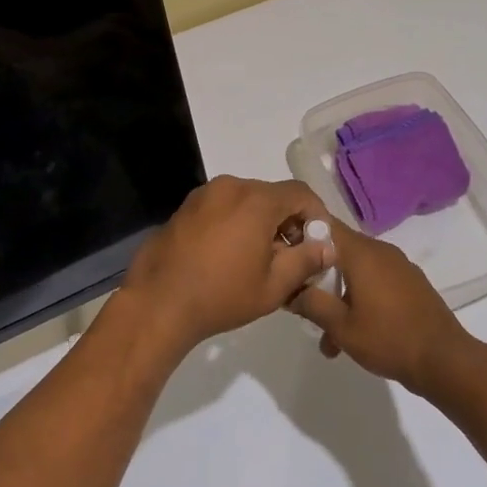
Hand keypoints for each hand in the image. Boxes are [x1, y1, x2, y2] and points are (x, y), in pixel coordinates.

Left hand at [118, 176, 334, 356]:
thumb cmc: (221, 295)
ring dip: (261, 222)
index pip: (301, 194)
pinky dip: (236, 222)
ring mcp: (204, 194)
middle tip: (292, 257)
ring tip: (261, 260)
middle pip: (273, 195)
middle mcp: (231, 186)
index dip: (317, 216)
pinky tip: (231, 255)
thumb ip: (305, 261)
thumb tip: (327, 247)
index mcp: (256, 200)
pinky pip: (223, 206)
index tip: (318, 245)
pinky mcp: (186, 206)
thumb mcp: (273, 286)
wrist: (159, 301)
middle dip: (288, 222)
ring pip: (247, 200)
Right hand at [289, 220, 475, 395]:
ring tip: (328, 337)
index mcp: (361, 253)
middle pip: (338, 250)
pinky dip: (360, 299)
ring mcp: (398, 267)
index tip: (284, 255)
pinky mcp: (410, 284)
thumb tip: (289, 289)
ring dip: (338, 295)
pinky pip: (375, 282)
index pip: (323, 225)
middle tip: (301, 301)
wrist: (447, 362)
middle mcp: (380, 251)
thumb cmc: (389, 339)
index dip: (300, 235)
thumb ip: (311, 303)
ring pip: (356, 271)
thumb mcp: (341, 326)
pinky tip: (355, 335)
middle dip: (317, 275)